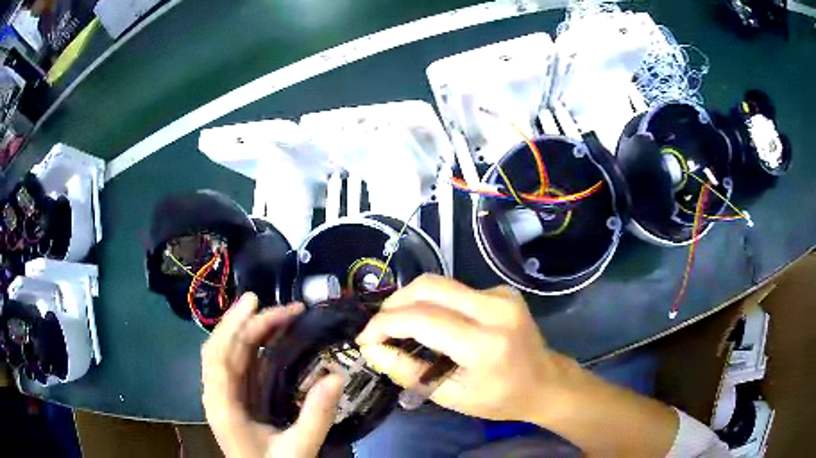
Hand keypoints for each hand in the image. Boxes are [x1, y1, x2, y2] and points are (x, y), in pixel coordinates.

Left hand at [201, 293, 343, 457]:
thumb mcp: (299, 447)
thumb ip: (316, 415)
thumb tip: (337, 374)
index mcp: (223, 405)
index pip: (218, 355)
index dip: (233, 325)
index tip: (257, 303)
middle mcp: (216, 395)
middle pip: (221, 348)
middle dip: (246, 322)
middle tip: (281, 308)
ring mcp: (222, 397)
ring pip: (226, 354)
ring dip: (246, 331)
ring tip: (273, 315)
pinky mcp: (232, 400)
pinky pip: (234, 365)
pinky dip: (247, 347)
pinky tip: (265, 341)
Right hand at [355, 275, 574, 422]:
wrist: (546, 382)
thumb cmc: (501, 398)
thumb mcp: (452, 396)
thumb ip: (409, 372)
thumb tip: (374, 350)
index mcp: (485, 344)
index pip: (421, 319)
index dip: (384, 324)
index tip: (365, 338)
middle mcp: (495, 309)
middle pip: (428, 287)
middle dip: (394, 304)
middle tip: (379, 329)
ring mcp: (501, 295)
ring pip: (439, 283)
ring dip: (410, 301)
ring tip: (397, 325)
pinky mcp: (502, 291)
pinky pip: (455, 289)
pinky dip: (433, 303)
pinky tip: (432, 324)